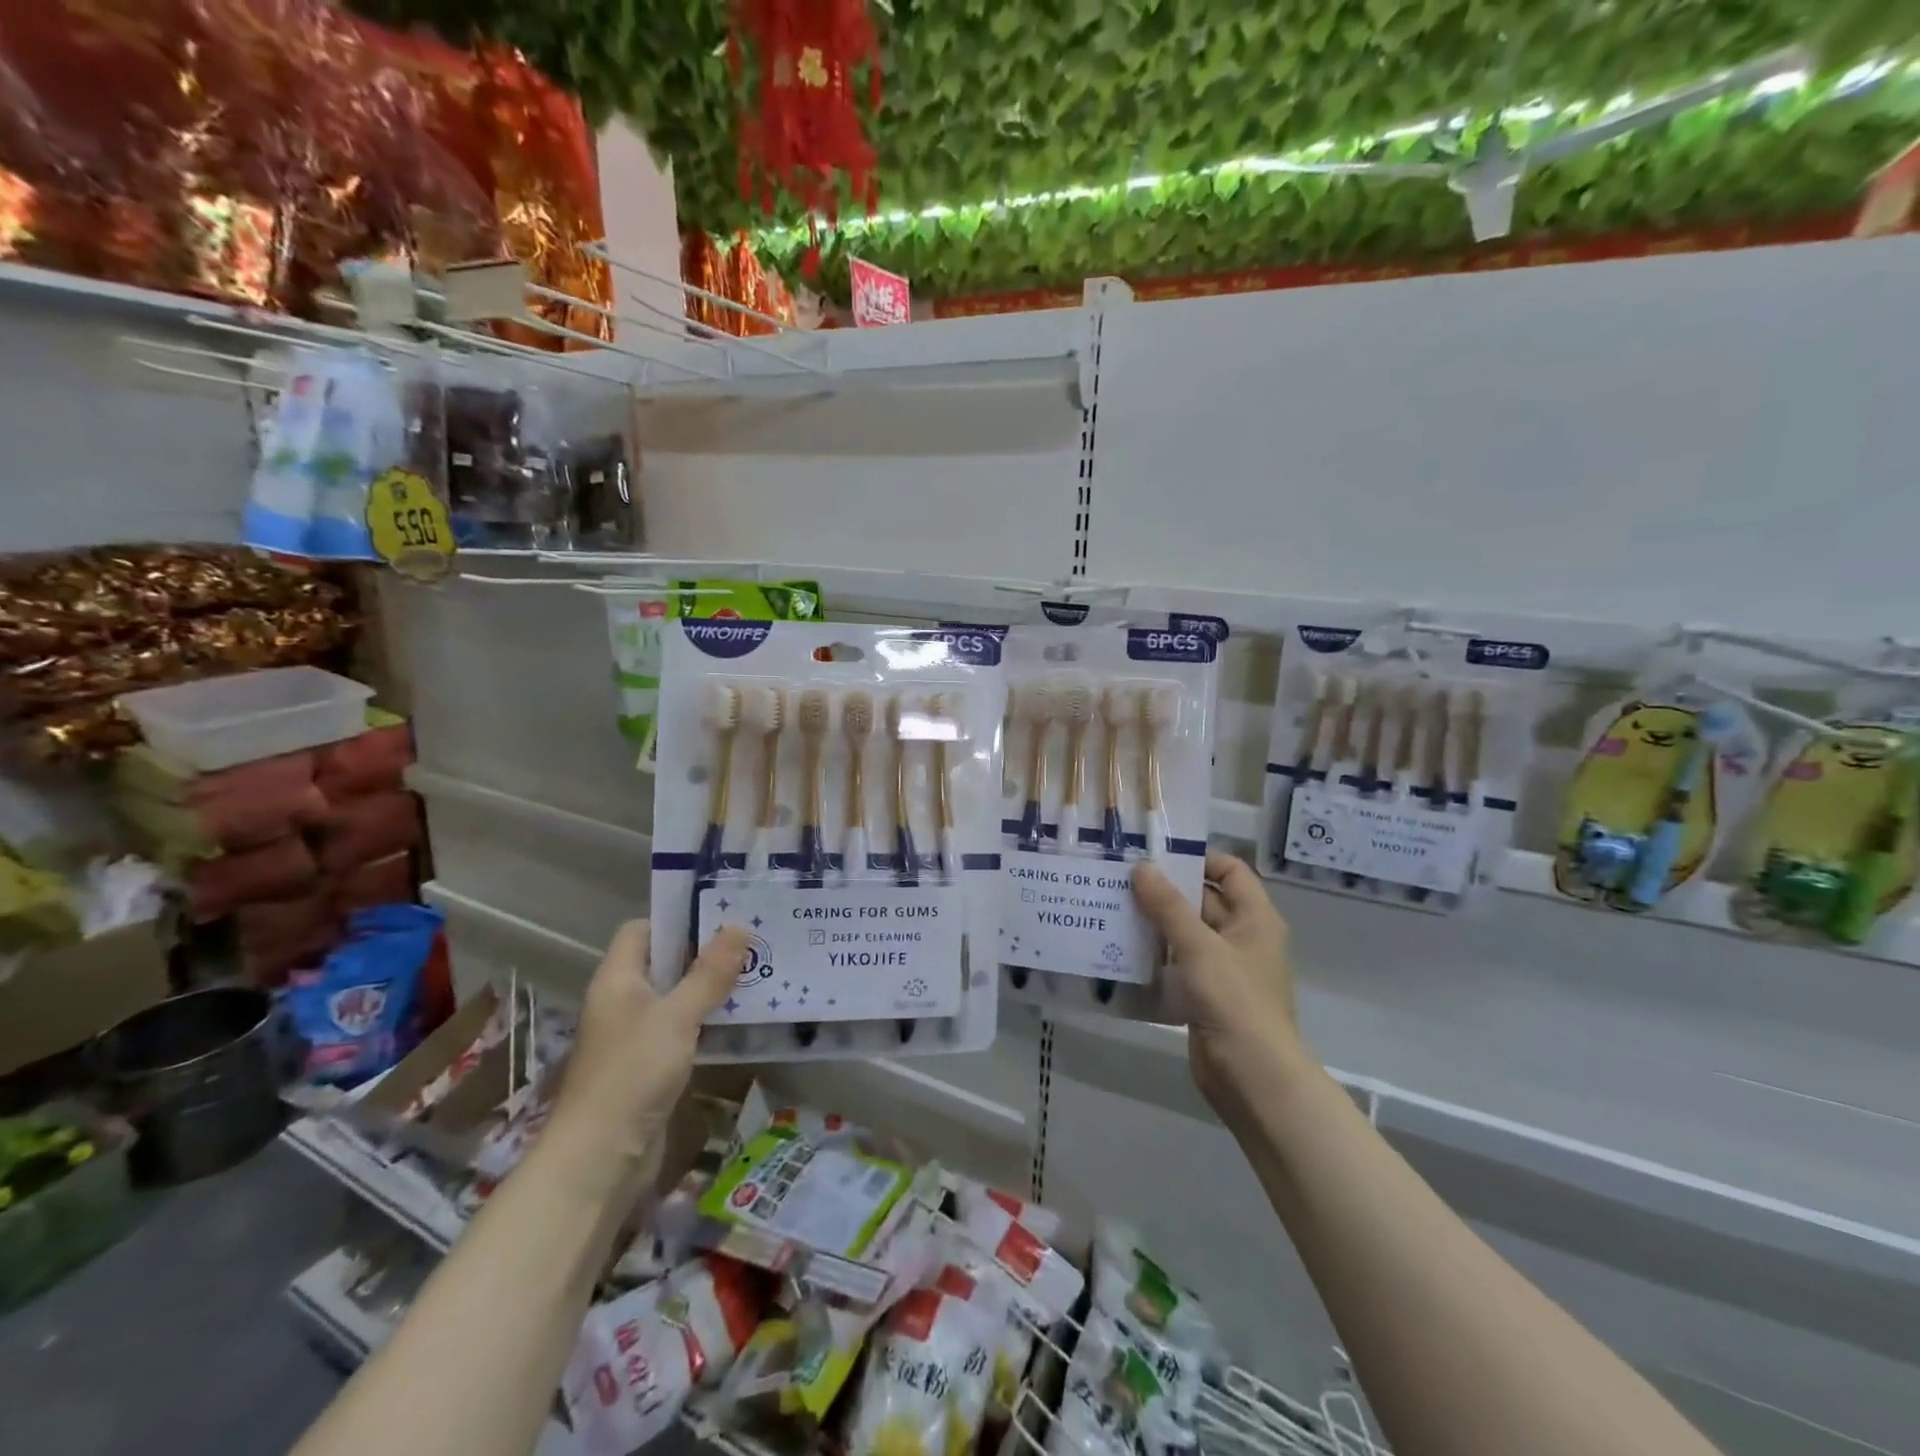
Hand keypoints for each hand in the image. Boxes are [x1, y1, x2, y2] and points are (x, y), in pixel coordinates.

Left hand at [546, 921, 748, 1194]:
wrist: (600, 1160)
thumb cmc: (632, 1073)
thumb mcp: (677, 1016)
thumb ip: (709, 973)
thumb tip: (739, 926)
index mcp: (618, 979)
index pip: (642, 930)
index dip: (677, 919)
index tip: (721, 915)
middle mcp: (623, 1002)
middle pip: (664, 963)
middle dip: (706, 953)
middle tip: (753, 943)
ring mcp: (635, 1036)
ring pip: (677, 998)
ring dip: (711, 989)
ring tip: (757, 975)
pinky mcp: (650, 1067)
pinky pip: (683, 1031)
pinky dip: (708, 1022)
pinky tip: (741, 1020)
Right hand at [1132, 853, 1304, 1121]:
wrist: (1252, 1077)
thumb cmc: (1234, 1000)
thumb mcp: (1199, 946)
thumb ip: (1168, 906)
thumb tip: (1141, 867)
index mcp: (1255, 918)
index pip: (1230, 870)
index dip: (1198, 858)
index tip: (1156, 855)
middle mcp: (1242, 937)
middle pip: (1204, 900)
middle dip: (1166, 890)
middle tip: (1121, 878)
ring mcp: (1224, 968)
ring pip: (1187, 932)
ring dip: (1156, 922)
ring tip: (1113, 906)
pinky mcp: (1205, 995)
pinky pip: (1178, 962)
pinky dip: (1155, 953)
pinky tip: (1121, 947)